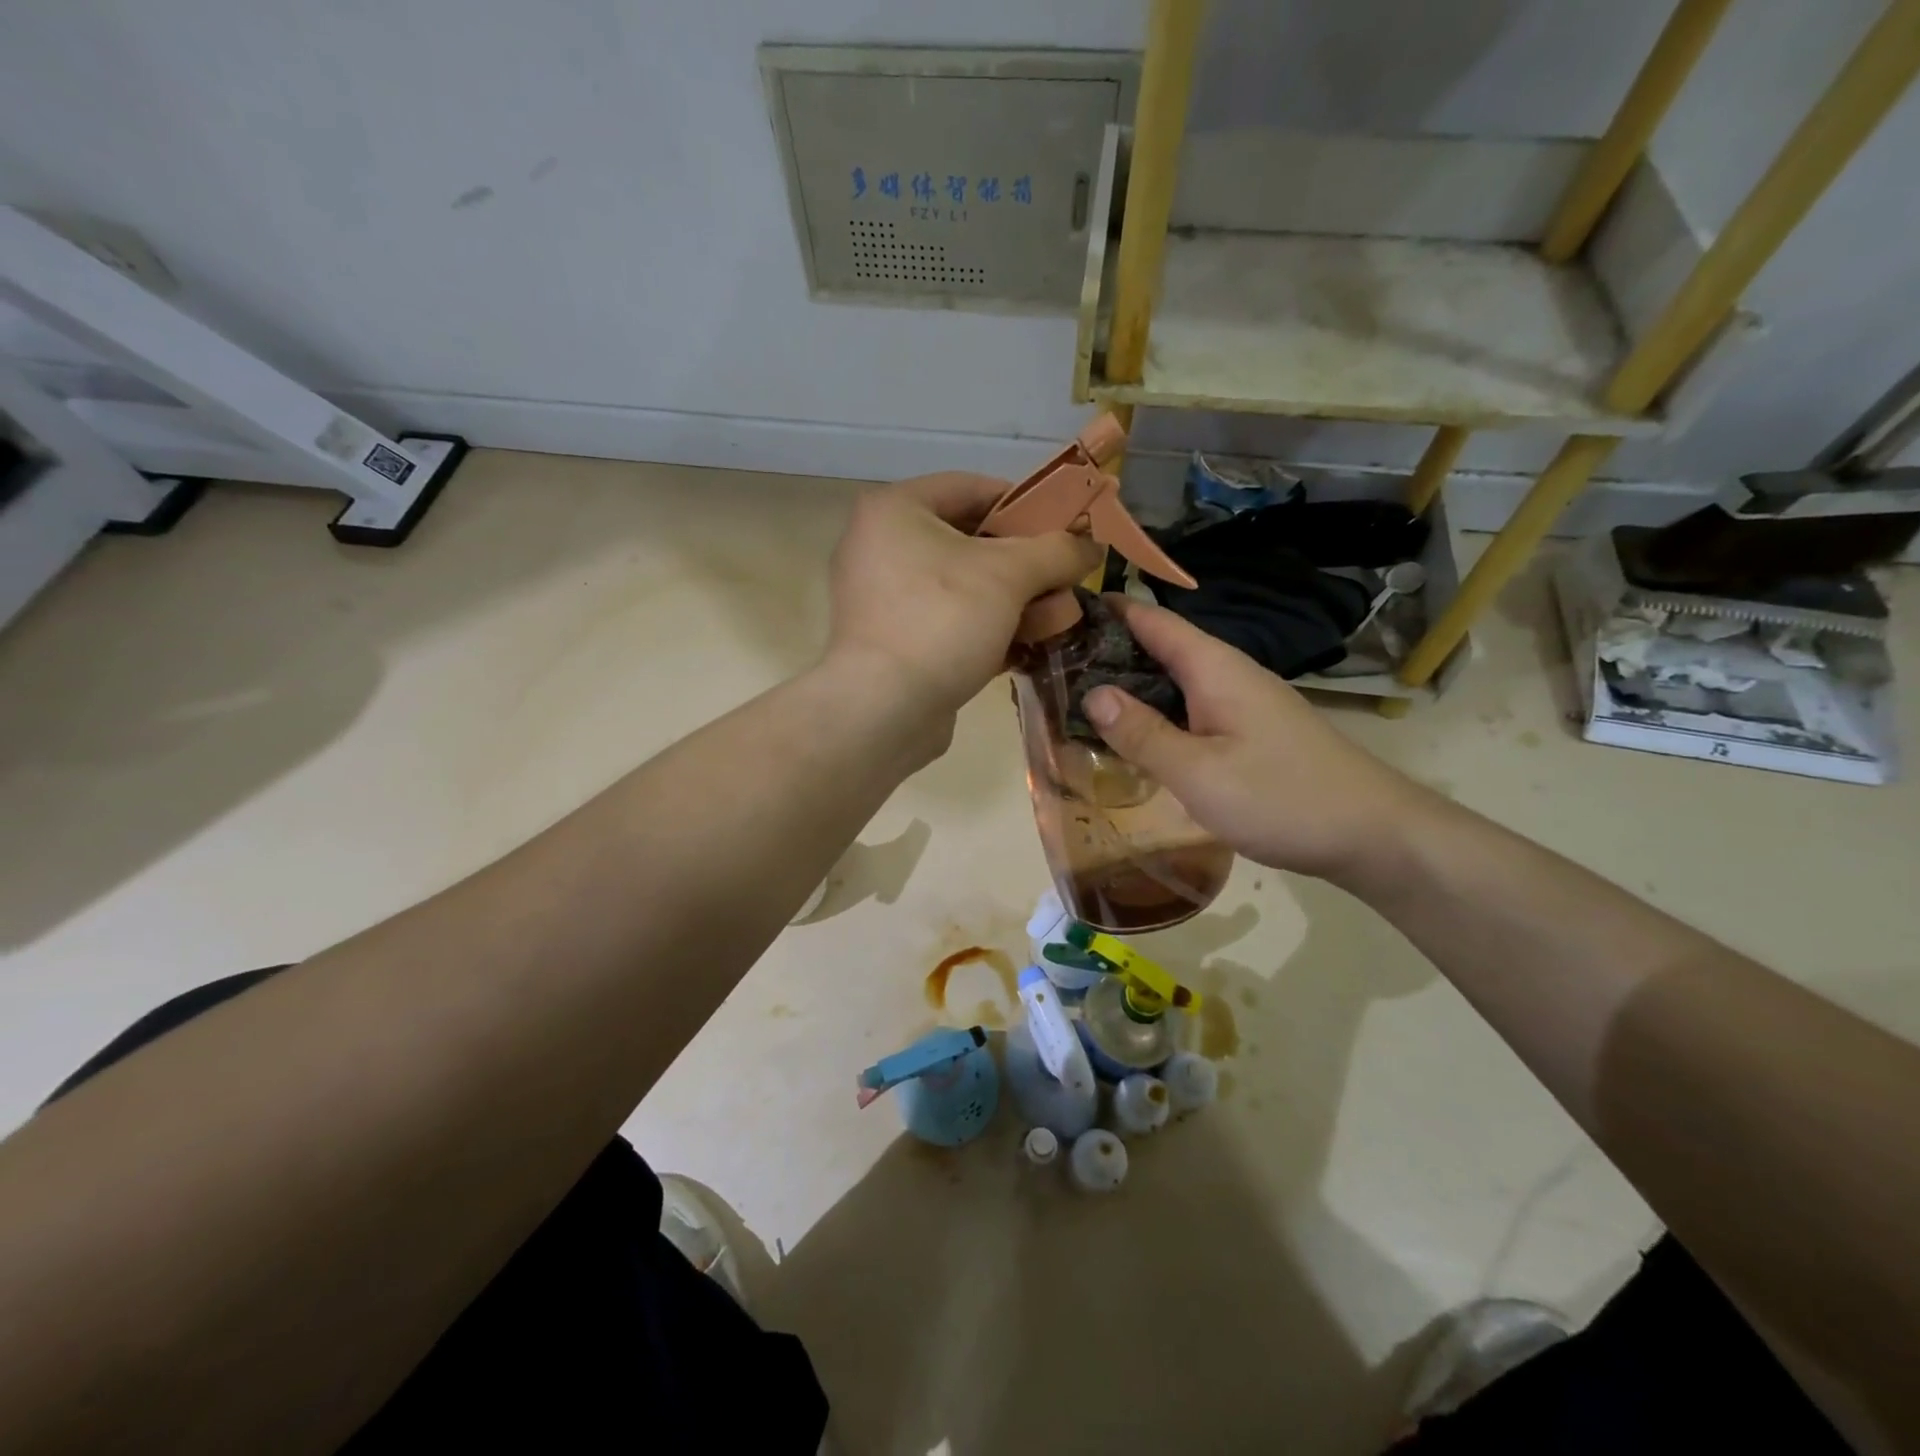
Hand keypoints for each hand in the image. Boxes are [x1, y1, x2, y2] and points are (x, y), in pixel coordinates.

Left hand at [827, 471, 1101, 717]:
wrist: (883, 711)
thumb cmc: (942, 620)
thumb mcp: (1010, 575)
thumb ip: (1056, 551)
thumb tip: (1091, 547)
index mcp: (895, 510)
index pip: (971, 488)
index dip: (1024, 504)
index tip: (1063, 526)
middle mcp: (880, 547)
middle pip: (970, 542)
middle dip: (1026, 566)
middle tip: (1065, 582)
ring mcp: (883, 599)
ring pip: (963, 588)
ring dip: (1015, 603)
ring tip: (1057, 621)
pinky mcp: (892, 643)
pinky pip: (948, 623)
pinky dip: (987, 631)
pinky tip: (1026, 648)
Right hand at [1082, 598, 1432, 881]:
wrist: (1371, 833)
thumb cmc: (1280, 797)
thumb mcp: (1198, 771)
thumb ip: (1142, 734)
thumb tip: (1091, 693)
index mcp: (1214, 668)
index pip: (1153, 620)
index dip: (1108, 610)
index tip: (1059, 611)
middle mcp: (1227, 675)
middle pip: (1159, 649)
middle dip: (1108, 652)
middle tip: (1053, 667)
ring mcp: (1241, 703)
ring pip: (1173, 682)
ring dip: (1129, 686)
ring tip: (1077, 700)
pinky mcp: (1248, 732)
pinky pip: (1189, 709)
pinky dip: (1155, 714)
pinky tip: (1133, 737)